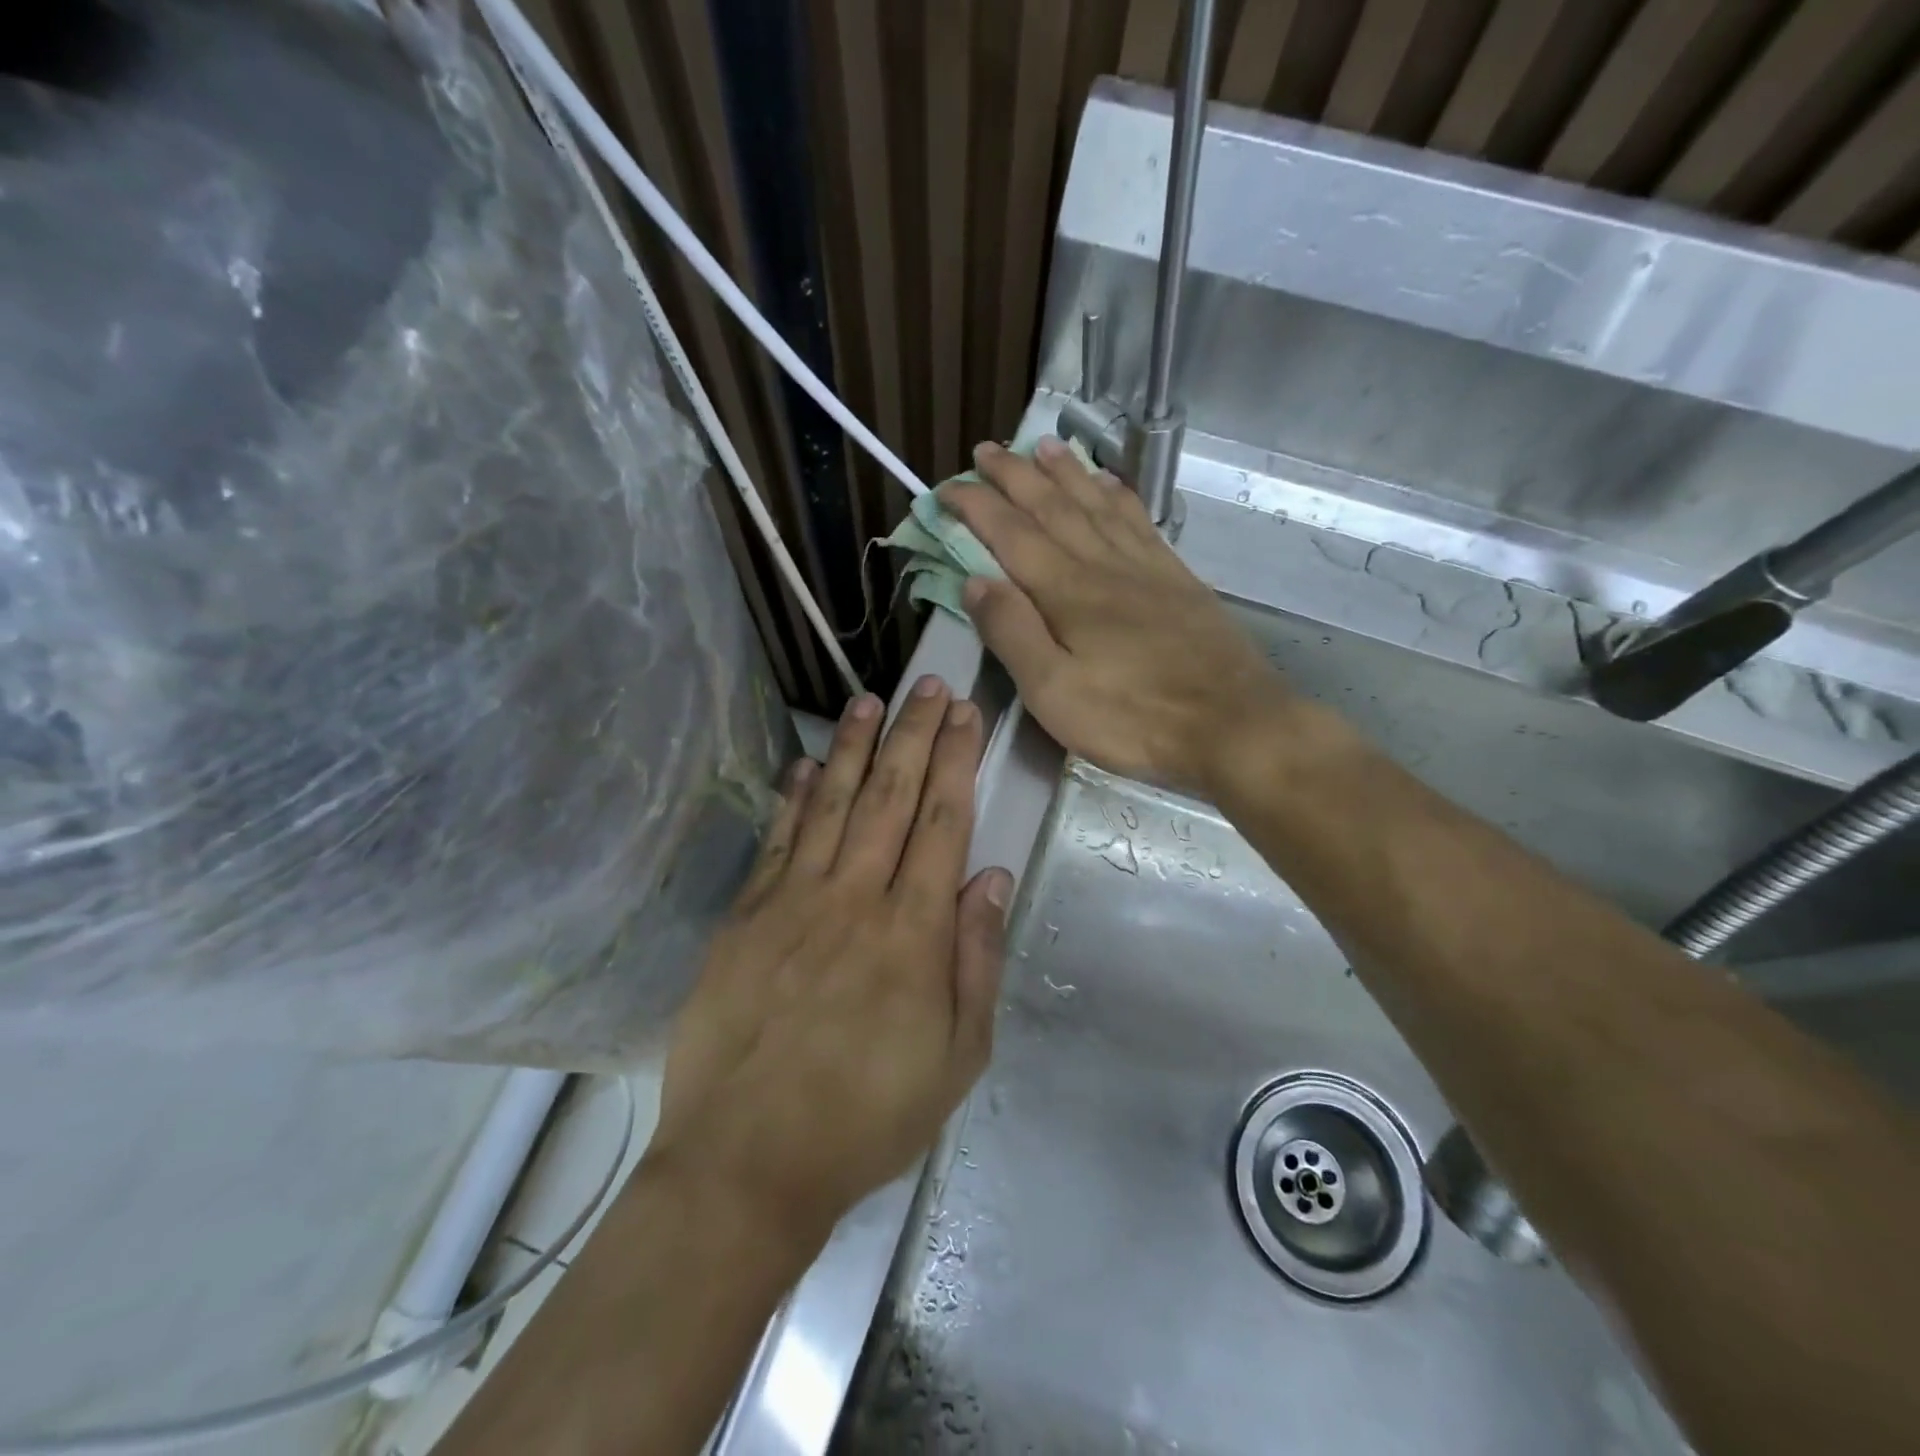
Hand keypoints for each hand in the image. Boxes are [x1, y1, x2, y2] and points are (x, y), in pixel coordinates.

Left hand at [648, 678, 1011, 1243]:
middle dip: (914, 734)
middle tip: (928, 685)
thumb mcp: (957, 1056)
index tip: (965, 714)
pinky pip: (779, 840)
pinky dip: (796, 796)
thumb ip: (976, 958)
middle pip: (891, 796)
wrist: (748, 1161)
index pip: (943, 822)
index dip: (956, 761)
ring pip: (833, 804)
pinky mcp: (746, 916)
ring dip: (856, 747)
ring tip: (871, 701)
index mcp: (913, 931)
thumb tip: (990, 876)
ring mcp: (793, 901)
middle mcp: (855, 898)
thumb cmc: (868, 1116)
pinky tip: (808, 763)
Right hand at [944, 438, 1293, 795]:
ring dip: (1066, 473)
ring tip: (1043, 446)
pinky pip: (1140, 521)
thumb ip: (1012, 633)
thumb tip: (974, 581)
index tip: (947, 487)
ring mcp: (1144, 568)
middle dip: (1014, 476)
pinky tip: (1110, 484)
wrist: (1232, 724)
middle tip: (986, 448)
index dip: (976, 506)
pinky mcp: (1177, 579)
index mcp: (1066, 592)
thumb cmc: (1133, 717)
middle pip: (1052, 507)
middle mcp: (1103, 565)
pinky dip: (1118, 495)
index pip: (1010, 534)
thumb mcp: (1053, 692)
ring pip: (1096, 505)